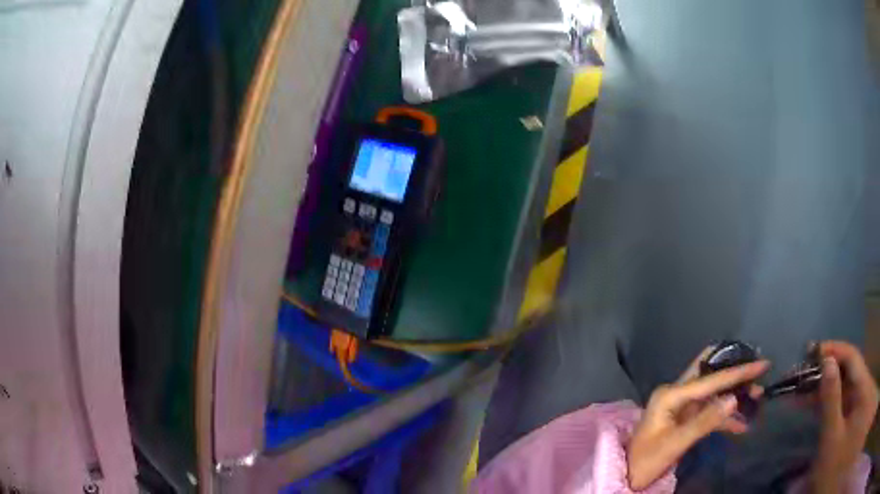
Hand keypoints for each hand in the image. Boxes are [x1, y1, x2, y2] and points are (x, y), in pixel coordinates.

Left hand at [627, 348, 768, 489]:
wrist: (627, 476)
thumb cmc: (647, 460)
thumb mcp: (676, 443)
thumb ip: (705, 421)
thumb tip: (734, 399)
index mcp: (671, 394)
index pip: (711, 379)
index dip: (739, 372)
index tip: (763, 364)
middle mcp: (677, 394)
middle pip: (713, 378)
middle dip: (737, 376)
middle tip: (760, 376)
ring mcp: (681, 407)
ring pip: (714, 396)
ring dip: (734, 398)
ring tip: (757, 400)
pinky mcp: (685, 420)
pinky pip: (709, 414)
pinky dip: (725, 419)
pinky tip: (741, 426)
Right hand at [810, 341, 878, 493]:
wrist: (823, 486)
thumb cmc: (830, 468)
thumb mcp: (831, 439)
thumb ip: (831, 400)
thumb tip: (826, 362)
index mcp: (865, 388)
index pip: (853, 359)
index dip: (834, 351)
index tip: (812, 350)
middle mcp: (865, 387)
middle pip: (848, 372)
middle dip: (825, 372)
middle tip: (801, 372)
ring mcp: (859, 400)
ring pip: (844, 386)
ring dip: (824, 387)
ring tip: (800, 387)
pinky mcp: (853, 412)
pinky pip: (843, 399)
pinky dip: (828, 400)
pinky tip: (811, 401)